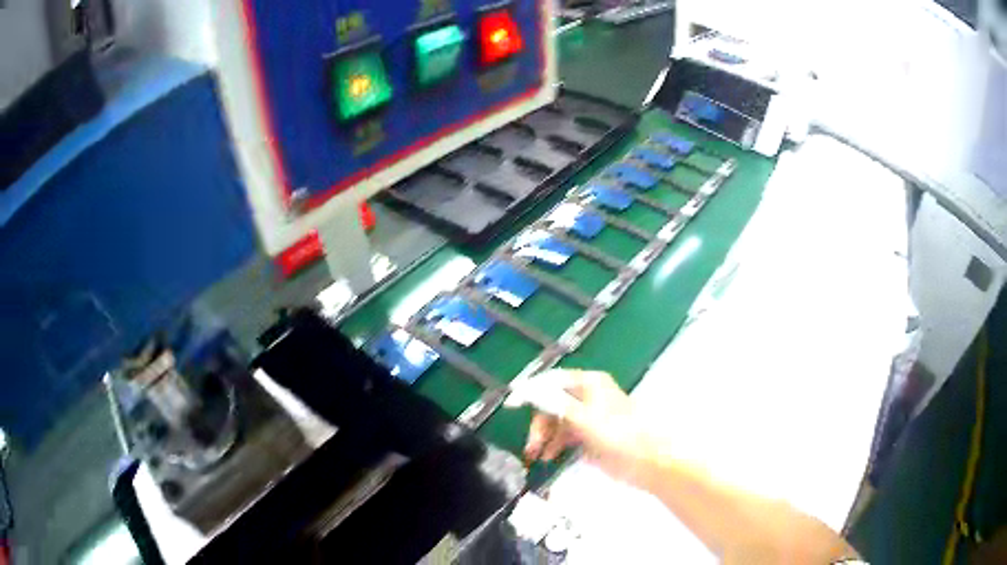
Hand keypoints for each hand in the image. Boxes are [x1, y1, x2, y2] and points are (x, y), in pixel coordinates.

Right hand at [523, 369, 656, 485]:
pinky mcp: (590, 435)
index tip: (511, 405)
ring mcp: (588, 416)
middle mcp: (587, 396)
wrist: (646, 462)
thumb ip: (554, 403)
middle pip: (551, 403)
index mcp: (589, 383)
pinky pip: (565, 435)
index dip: (531, 391)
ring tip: (537, 455)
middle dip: (539, 422)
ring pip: (556, 421)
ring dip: (544, 436)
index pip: (552, 381)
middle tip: (531, 444)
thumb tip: (526, 390)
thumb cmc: (618, 435)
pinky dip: (555, 444)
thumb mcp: (584, 418)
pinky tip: (549, 457)